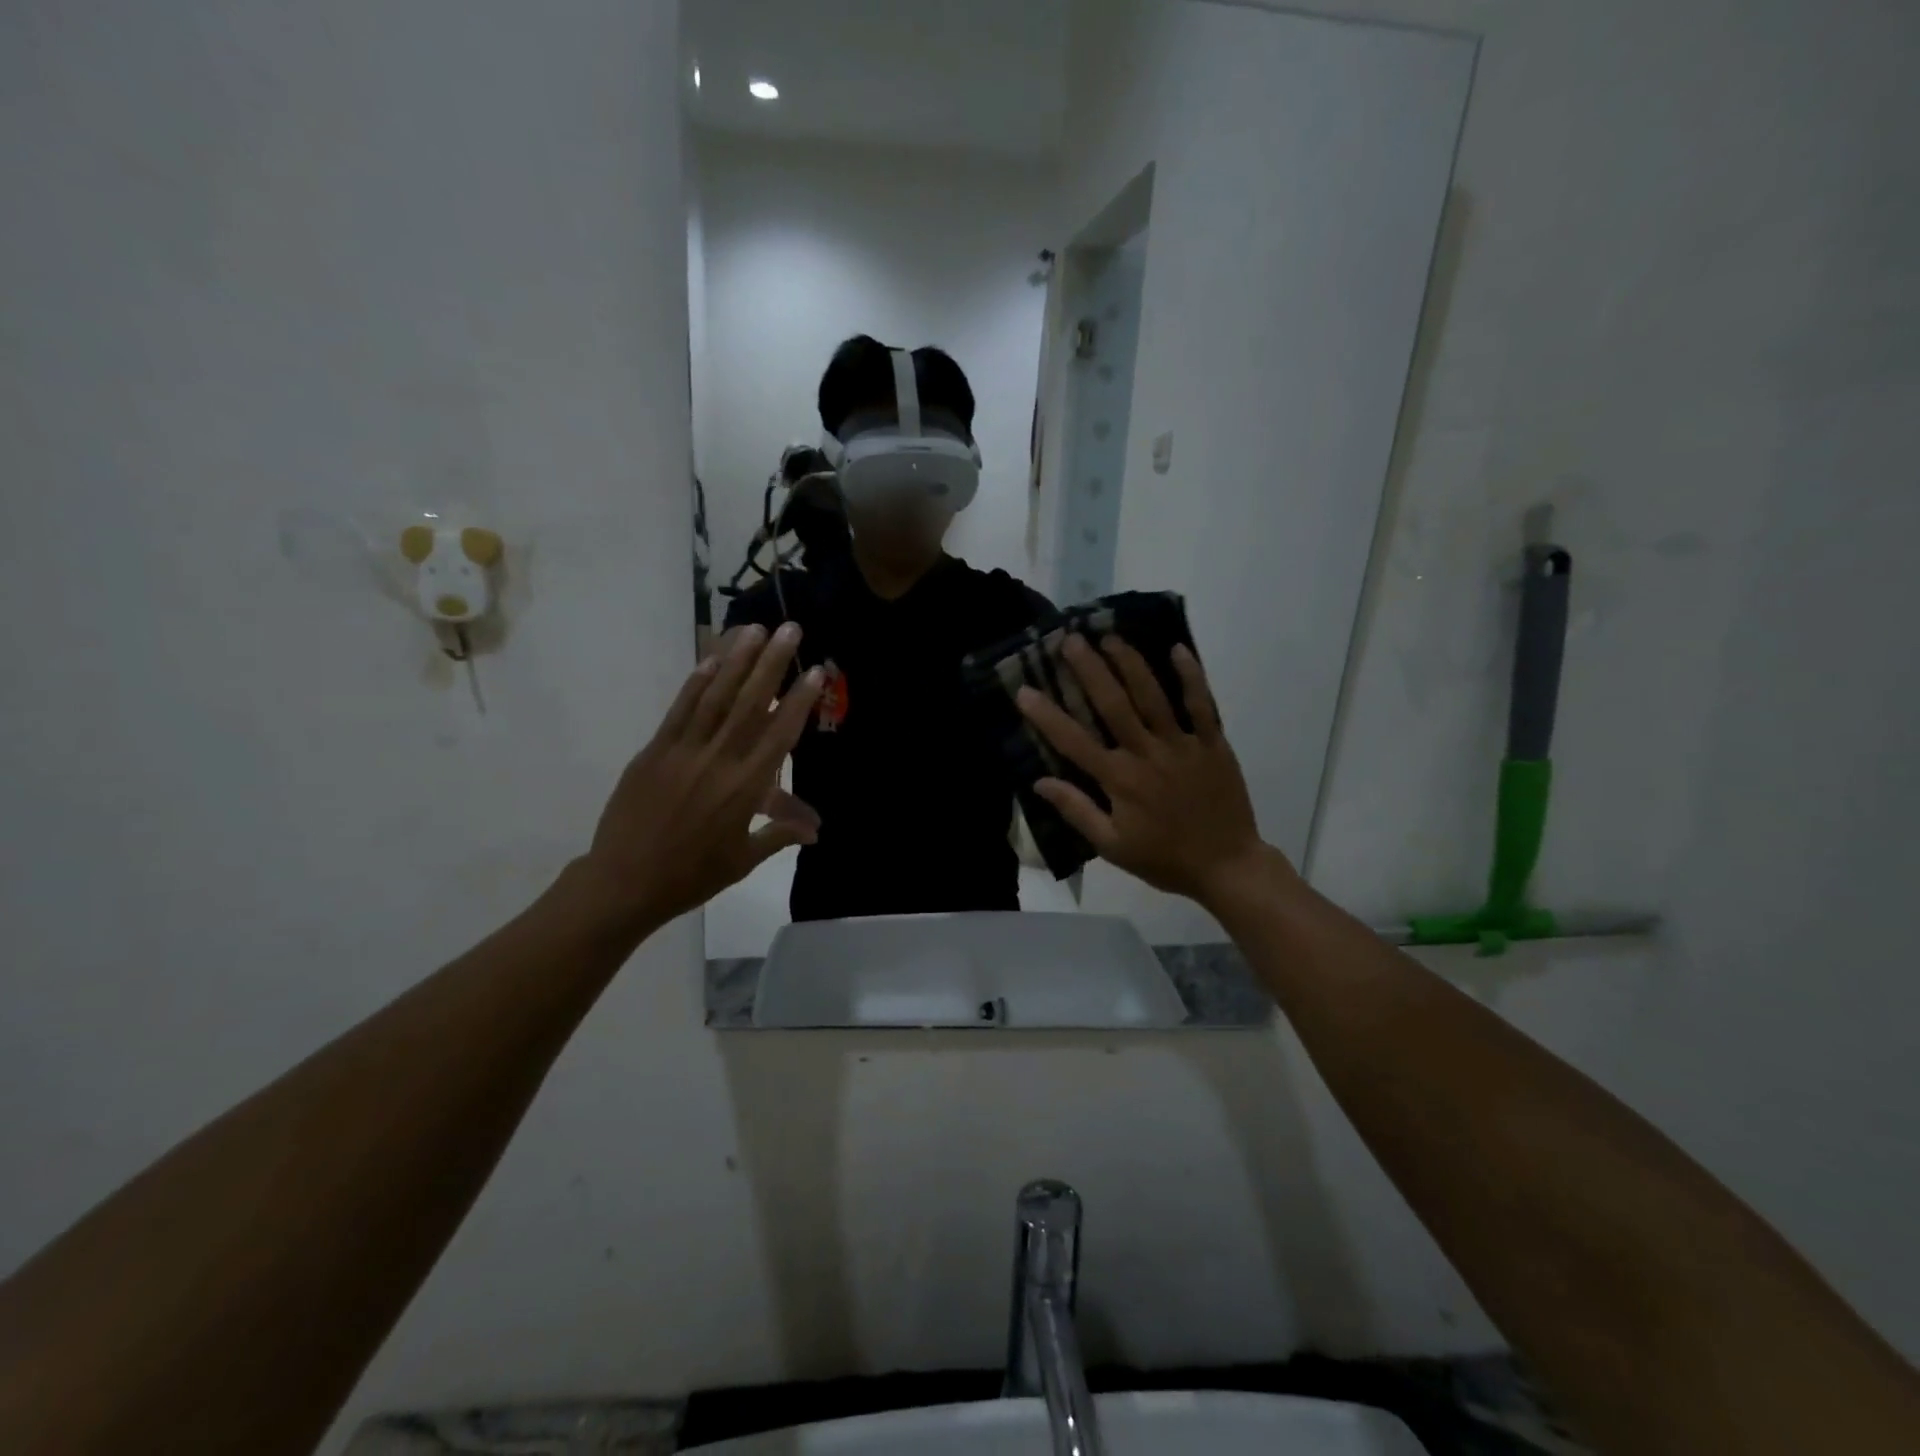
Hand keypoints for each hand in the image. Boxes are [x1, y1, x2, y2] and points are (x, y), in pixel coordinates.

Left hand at [583, 623, 823, 927]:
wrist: (625, 882)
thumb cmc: (692, 875)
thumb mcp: (743, 860)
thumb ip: (779, 835)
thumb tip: (816, 829)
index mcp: (745, 788)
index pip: (779, 735)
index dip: (800, 701)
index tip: (816, 671)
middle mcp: (718, 760)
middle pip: (750, 704)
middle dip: (772, 663)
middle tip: (789, 629)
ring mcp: (683, 751)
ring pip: (715, 697)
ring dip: (736, 661)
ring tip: (754, 629)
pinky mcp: (654, 750)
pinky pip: (680, 710)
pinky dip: (696, 682)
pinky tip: (712, 659)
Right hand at [1016, 635, 1286, 907]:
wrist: (1227, 866)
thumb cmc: (1163, 858)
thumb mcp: (1112, 846)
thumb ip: (1076, 810)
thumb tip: (1040, 781)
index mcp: (1119, 780)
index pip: (1074, 741)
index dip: (1047, 715)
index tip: (1024, 689)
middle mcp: (1147, 754)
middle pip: (1114, 704)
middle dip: (1090, 669)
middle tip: (1071, 640)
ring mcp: (1182, 745)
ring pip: (1153, 696)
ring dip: (1130, 663)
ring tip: (1111, 637)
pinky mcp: (1212, 744)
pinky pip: (1202, 704)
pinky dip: (1190, 676)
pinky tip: (1177, 649)